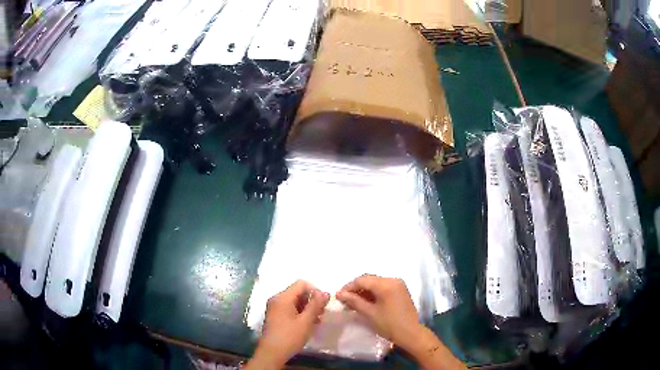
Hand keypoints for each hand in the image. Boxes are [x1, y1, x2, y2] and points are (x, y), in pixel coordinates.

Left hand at [246, 281, 329, 369]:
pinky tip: (308, 323)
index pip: (301, 284)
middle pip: (298, 292)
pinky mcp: (275, 316)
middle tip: (321, 313)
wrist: (272, 352)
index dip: (315, 291)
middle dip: (312, 300)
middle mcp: (277, 299)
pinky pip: (290, 308)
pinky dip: (300, 313)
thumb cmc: (290, 336)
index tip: (323, 304)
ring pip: (295, 301)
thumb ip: (316, 305)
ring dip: (307, 308)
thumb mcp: (306, 321)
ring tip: (317, 320)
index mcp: (282, 297)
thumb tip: (325, 292)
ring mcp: (274, 308)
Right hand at [335, 274, 420, 349]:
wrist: (410, 333)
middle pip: (369, 279)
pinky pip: (383, 287)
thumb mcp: (369, 313)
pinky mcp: (400, 291)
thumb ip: (354, 301)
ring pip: (376, 283)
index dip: (348, 287)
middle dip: (356, 288)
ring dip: (364, 291)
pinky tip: (365, 302)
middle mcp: (393, 280)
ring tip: (353, 302)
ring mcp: (398, 285)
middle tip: (345, 299)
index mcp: (386, 284)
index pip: (362, 280)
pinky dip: (373, 293)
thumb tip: (340, 294)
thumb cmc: (389, 324)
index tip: (338, 296)